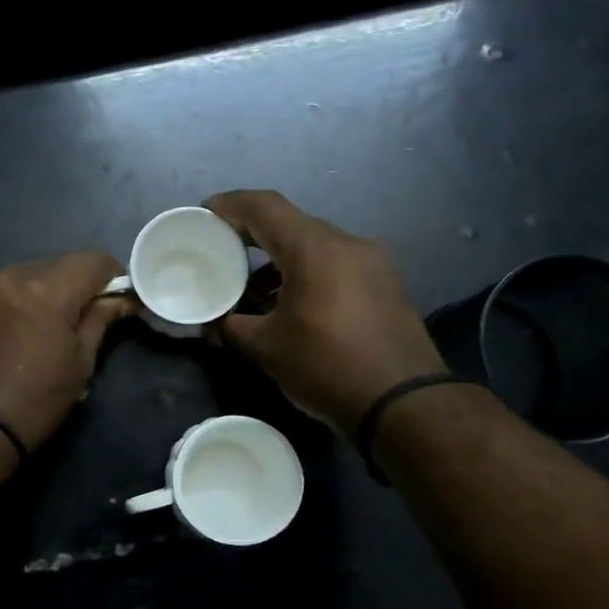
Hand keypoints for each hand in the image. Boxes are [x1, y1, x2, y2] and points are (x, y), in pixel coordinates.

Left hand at [0, 250, 133, 453]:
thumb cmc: (37, 401)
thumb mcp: (80, 363)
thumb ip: (100, 319)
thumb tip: (122, 299)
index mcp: (46, 292)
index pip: (92, 259)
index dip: (111, 275)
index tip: (114, 297)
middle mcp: (11, 276)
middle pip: (58, 264)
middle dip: (75, 284)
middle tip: (80, 315)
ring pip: (27, 273)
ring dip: (42, 290)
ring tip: (43, 324)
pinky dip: (14, 299)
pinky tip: (14, 328)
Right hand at [204, 190, 443, 435]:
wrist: (403, 403)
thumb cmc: (326, 367)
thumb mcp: (266, 348)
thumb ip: (230, 327)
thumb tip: (211, 324)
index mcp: (314, 249)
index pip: (264, 207)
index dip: (230, 205)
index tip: (205, 215)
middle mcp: (346, 243)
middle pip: (290, 224)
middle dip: (252, 236)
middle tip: (223, 253)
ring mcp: (372, 262)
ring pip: (314, 246)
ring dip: (280, 261)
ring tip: (253, 293)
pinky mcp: (385, 284)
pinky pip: (335, 265)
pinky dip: (306, 274)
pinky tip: (290, 307)